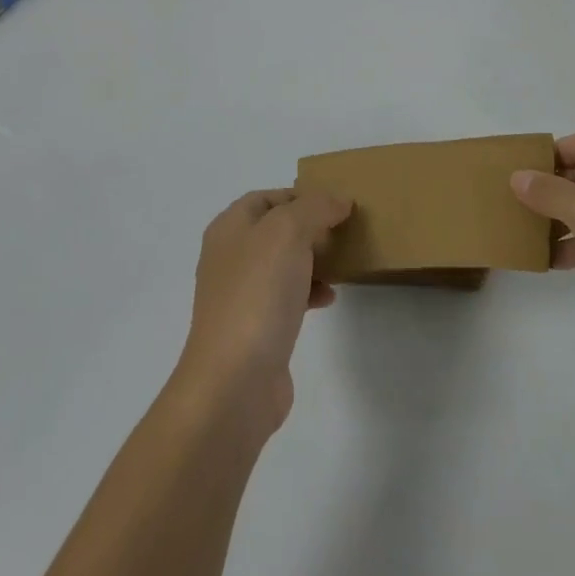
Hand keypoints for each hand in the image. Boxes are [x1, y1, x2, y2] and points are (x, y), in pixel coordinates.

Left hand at [175, 189, 351, 438]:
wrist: (234, 381)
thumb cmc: (258, 294)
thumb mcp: (288, 232)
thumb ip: (316, 207)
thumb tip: (339, 201)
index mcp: (230, 229)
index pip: (267, 197)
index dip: (301, 194)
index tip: (336, 204)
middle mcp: (231, 257)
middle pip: (277, 229)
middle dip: (312, 226)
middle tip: (344, 230)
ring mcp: (242, 295)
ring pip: (285, 263)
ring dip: (315, 258)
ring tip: (343, 261)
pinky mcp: (256, 328)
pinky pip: (288, 296)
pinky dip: (311, 291)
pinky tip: (329, 297)